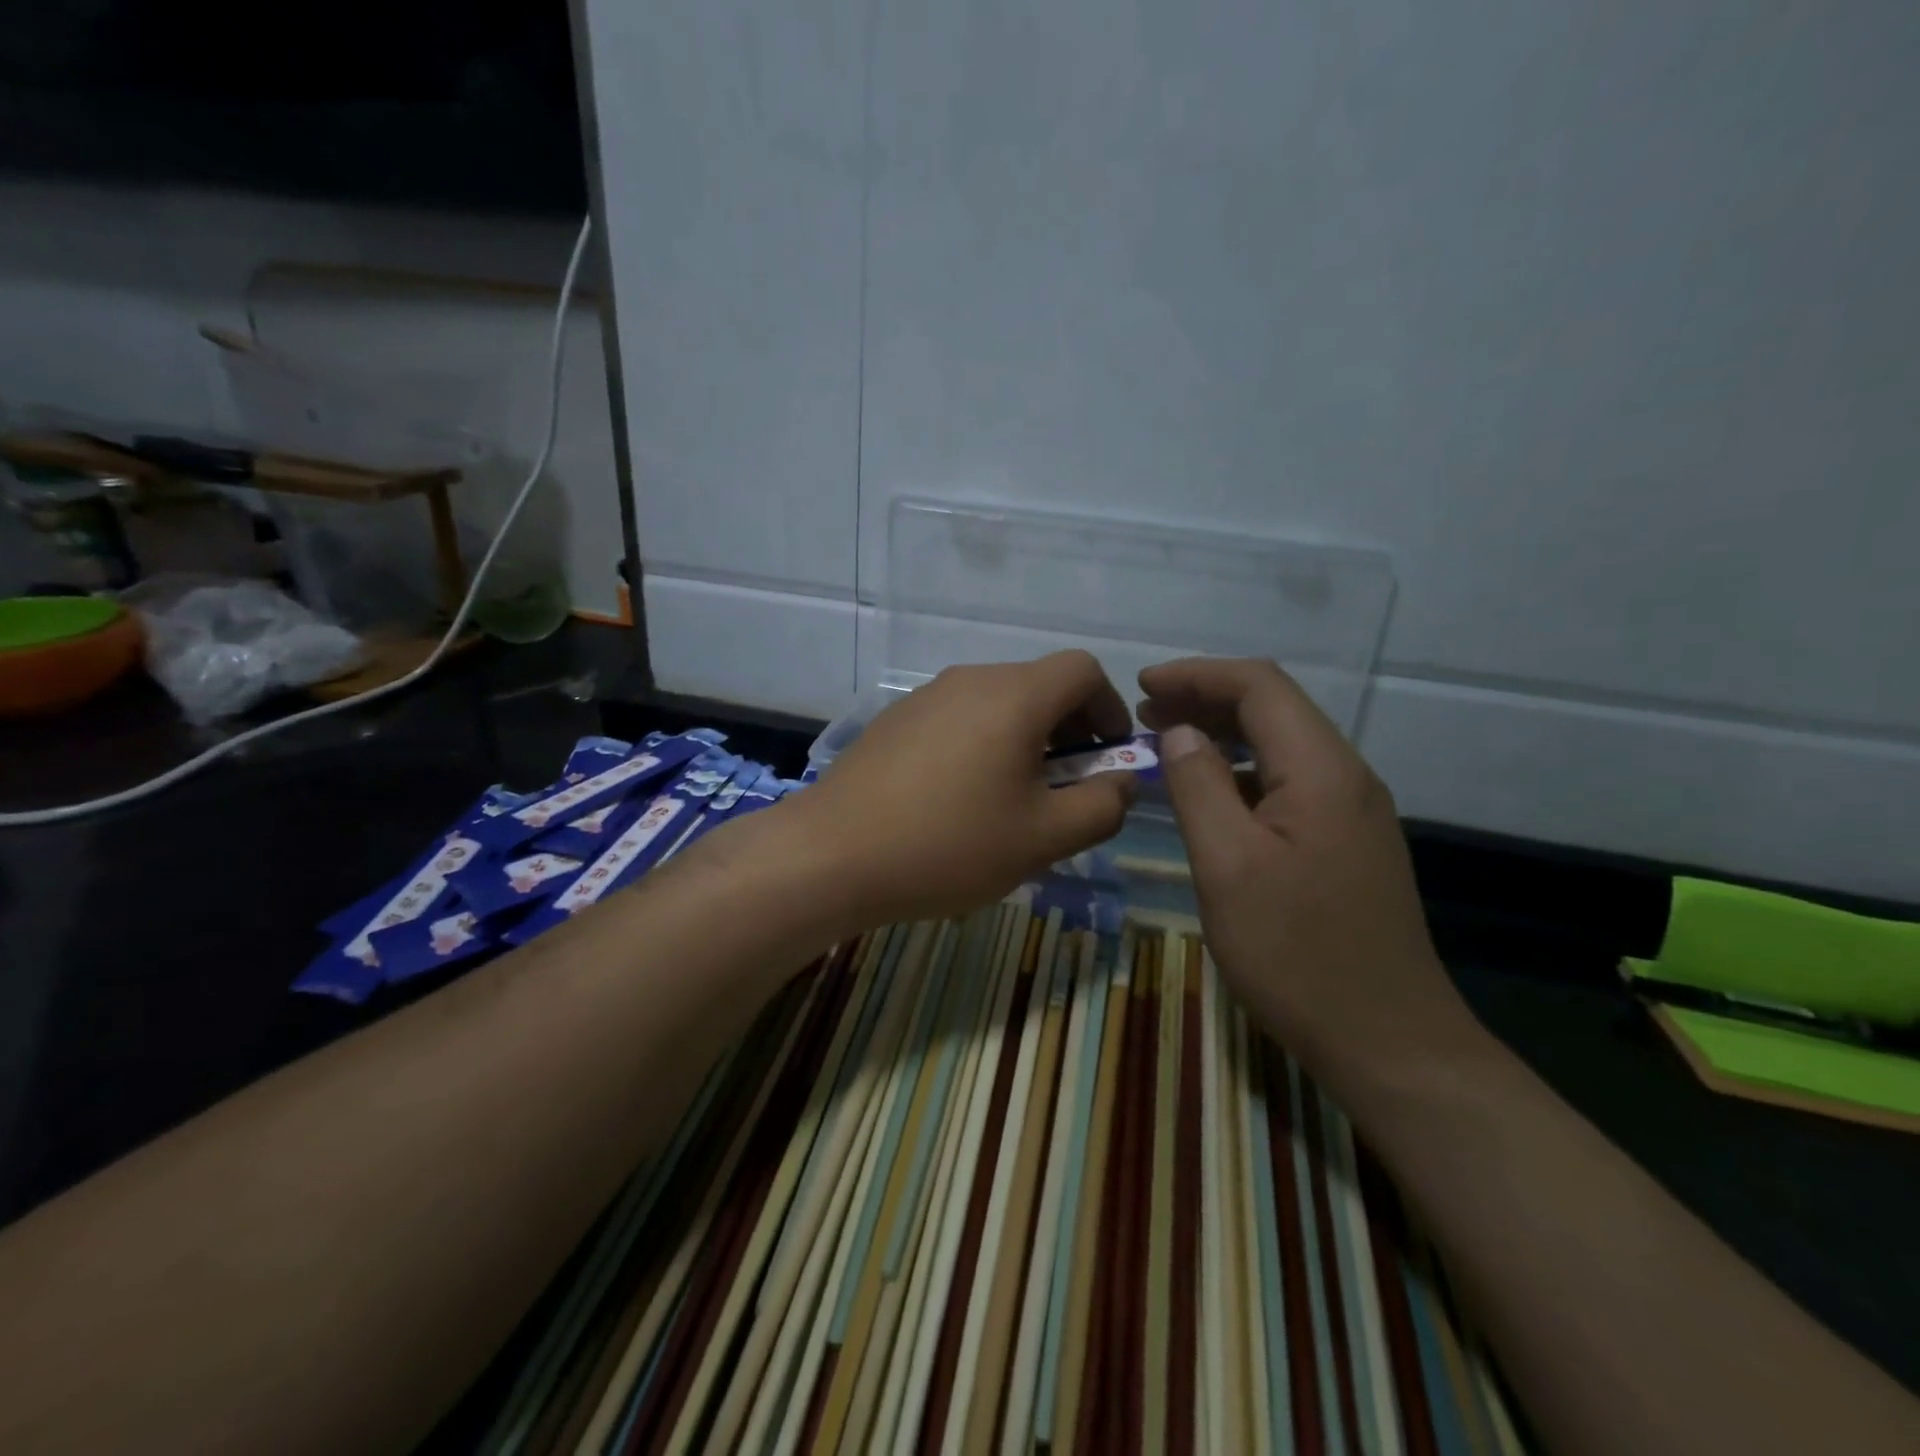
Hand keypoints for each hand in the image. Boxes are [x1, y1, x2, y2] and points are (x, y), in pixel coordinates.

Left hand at [793, 651, 1137, 928]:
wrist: (832, 853)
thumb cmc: (949, 844)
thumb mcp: (1043, 838)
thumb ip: (1101, 806)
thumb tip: (1123, 781)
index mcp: (1014, 696)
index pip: (1083, 670)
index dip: (1110, 708)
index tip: (1109, 756)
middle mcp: (970, 679)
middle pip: (1039, 685)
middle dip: (1069, 730)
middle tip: (1067, 787)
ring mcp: (926, 696)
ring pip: (997, 703)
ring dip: (1025, 740)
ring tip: (1015, 799)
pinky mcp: (895, 720)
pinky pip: (958, 719)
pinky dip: (983, 744)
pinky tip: (961, 799)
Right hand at [1138, 657, 1479, 1093]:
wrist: (1387, 1041)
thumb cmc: (1296, 954)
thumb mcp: (1227, 866)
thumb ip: (1199, 786)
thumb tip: (1179, 732)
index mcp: (1320, 770)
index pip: (1258, 686)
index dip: (1197, 674)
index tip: (1142, 684)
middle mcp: (1345, 776)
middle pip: (1273, 708)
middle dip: (1206, 698)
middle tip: (1145, 714)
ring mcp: (1352, 811)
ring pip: (1281, 745)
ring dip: (1222, 734)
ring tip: (1167, 744)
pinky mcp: (1347, 841)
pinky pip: (1289, 781)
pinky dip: (1242, 771)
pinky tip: (1211, 794)